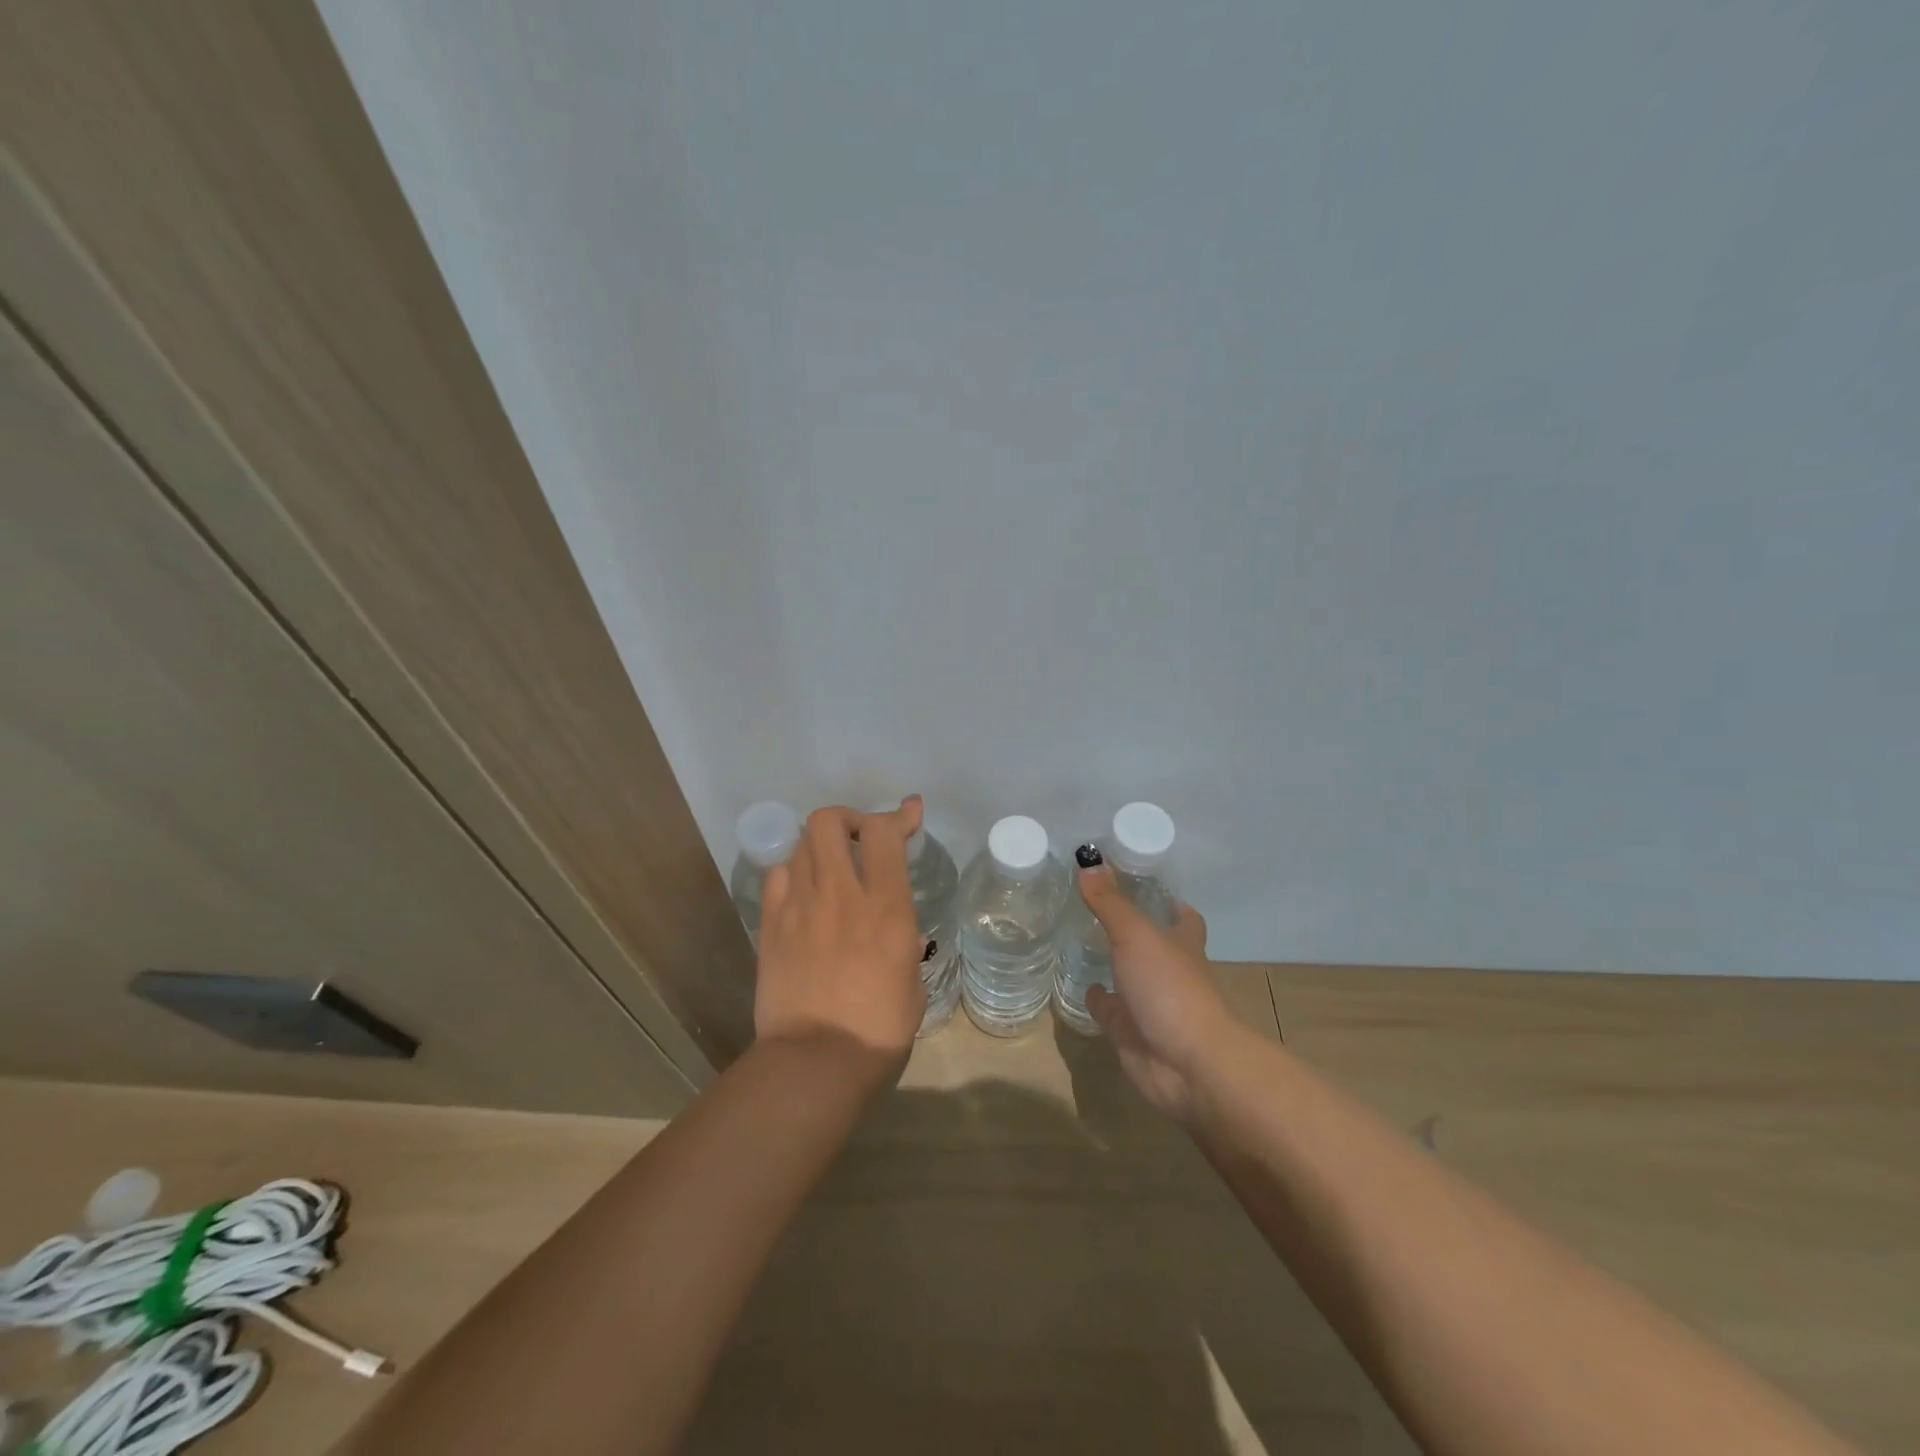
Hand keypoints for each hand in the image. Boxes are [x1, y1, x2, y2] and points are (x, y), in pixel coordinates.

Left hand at [754, 798, 927, 1066]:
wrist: (815, 1061)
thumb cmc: (878, 1028)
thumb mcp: (912, 980)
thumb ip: (903, 940)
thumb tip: (896, 929)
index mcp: (885, 907)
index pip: (884, 833)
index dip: (897, 814)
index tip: (909, 812)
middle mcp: (840, 894)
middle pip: (830, 821)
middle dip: (848, 819)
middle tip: (859, 839)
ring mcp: (799, 906)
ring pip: (801, 843)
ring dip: (821, 844)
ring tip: (831, 865)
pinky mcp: (770, 924)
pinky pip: (779, 875)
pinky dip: (794, 871)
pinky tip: (804, 891)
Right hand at [1081, 866, 1235, 1121]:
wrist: (1187, 1065)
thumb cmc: (1171, 988)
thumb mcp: (1136, 935)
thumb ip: (1110, 902)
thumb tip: (1088, 859)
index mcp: (1182, 945)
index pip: (1182, 917)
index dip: (1167, 902)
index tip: (1140, 884)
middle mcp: (1169, 971)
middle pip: (1152, 945)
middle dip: (1130, 929)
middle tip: (1094, 905)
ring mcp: (1150, 1003)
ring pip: (1128, 976)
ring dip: (1110, 963)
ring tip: (1078, 938)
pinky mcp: (1130, 1032)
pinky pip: (1110, 1010)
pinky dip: (1097, 998)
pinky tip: (1080, 983)